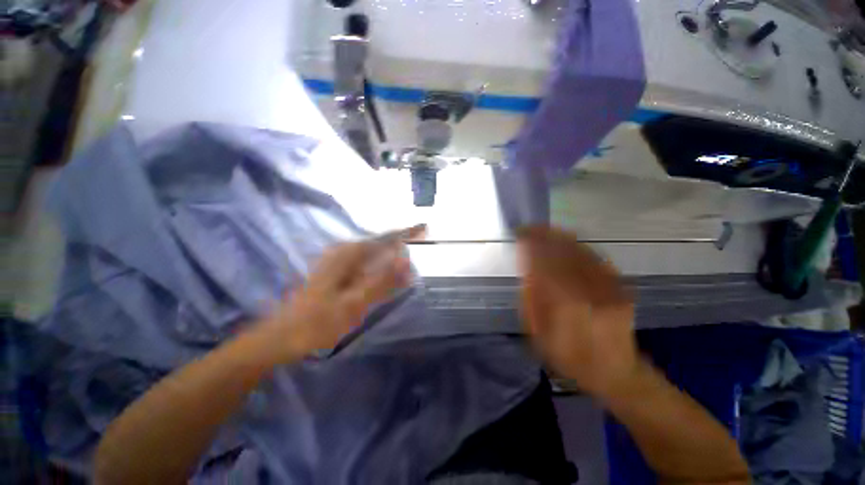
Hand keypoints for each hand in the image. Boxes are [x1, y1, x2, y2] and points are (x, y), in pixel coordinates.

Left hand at [258, 225, 425, 361]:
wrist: (283, 336)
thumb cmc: (318, 321)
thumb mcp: (354, 303)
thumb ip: (382, 281)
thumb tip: (406, 260)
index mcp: (349, 255)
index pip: (386, 238)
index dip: (407, 233)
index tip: (425, 227)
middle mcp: (345, 252)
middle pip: (381, 245)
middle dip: (401, 248)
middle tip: (419, 255)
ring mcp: (341, 262)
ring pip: (375, 256)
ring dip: (393, 261)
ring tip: (408, 270)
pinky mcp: (339, 273)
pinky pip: (367, 266)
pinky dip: (382, 270)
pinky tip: (389, 279)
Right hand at [518, 226, 638, 400]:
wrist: (616, 373)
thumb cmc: (569, 358)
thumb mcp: (539, 335)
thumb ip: (531, 299)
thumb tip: (527, 269)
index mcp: (565, 308)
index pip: (545, 265)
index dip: (532, 246)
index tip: (520, 234)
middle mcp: (589, 293)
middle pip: (564, 254)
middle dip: (545, 237)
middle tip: (529, 227)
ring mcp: (609, 289)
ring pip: (581, 252)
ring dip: (560, 237)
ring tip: (544, 229)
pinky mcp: (620, 288)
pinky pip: (596, 259)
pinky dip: (578, 246)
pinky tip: (566, 240)